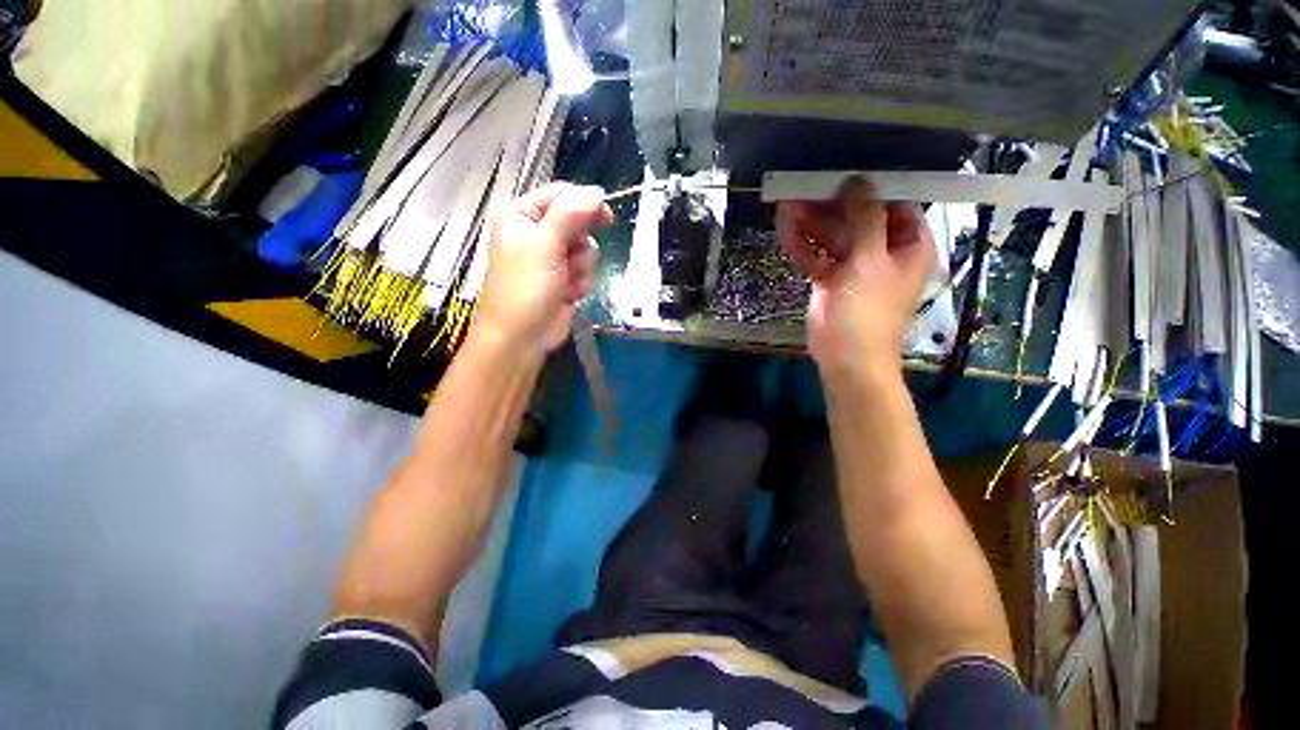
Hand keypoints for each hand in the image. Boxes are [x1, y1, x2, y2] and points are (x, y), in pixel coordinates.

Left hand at [475, 183, 613, 354]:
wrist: (521, 339)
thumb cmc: (524, 291)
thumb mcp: (544, 247)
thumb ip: (570, 215)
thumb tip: (597, 192)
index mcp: (522, 216)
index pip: (560, 195)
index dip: (584, 204)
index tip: (605, 218)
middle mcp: (537, 234)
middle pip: (578, 223)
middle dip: (579, 246)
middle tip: (570, 260)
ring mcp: (552, 259)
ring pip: (586, 250)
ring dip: (581, 269)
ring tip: (564, 283)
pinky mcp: (564, 279)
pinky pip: (585, 271)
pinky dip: (581, 284)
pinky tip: (568, 296)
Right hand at [777, 177, 935, 372]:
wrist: (847, 358)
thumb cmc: (868, 311)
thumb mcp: (871, 261)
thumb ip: (866, 219)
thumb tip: (859, 182)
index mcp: (908, 246)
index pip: (893, 206)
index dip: (869, 190)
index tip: (842, 175)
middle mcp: (882, 252)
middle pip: (856, 220)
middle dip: (829, 207)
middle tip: (803, 189)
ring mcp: (853, 267)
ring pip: (831, 238)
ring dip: (810, 224)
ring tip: (786, 204)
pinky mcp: (829, 281)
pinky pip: (816, 257)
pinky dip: (801, 246)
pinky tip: (784, 230)